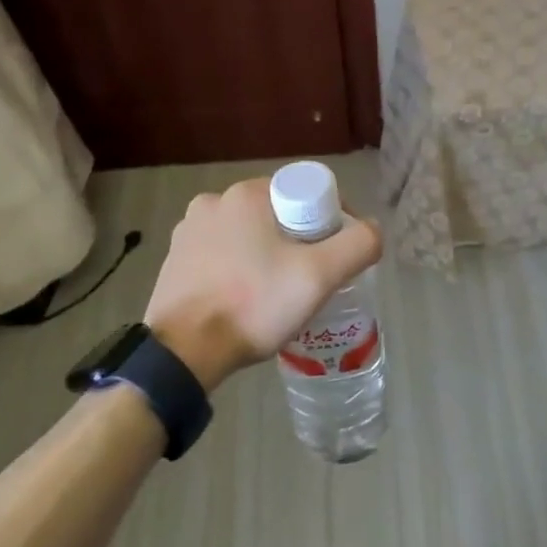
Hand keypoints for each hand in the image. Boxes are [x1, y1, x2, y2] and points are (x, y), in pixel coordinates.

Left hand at [144, 177, 382, 391]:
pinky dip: (238, 270)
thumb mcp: (319, 276)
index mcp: (246, 194)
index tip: (337, 256)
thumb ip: (358, 245)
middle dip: (299, 241)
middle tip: (312, 279)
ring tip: (280, 294)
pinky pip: (220, 256)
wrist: (184, 352)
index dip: (330, 221)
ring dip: (267, 255)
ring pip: (247, 236)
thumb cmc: (253, 305)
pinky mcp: (174, 260)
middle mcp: (212, 202)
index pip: (304, 194)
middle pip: (276, 215)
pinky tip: (246, 299)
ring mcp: (188, 232)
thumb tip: (371, 228)